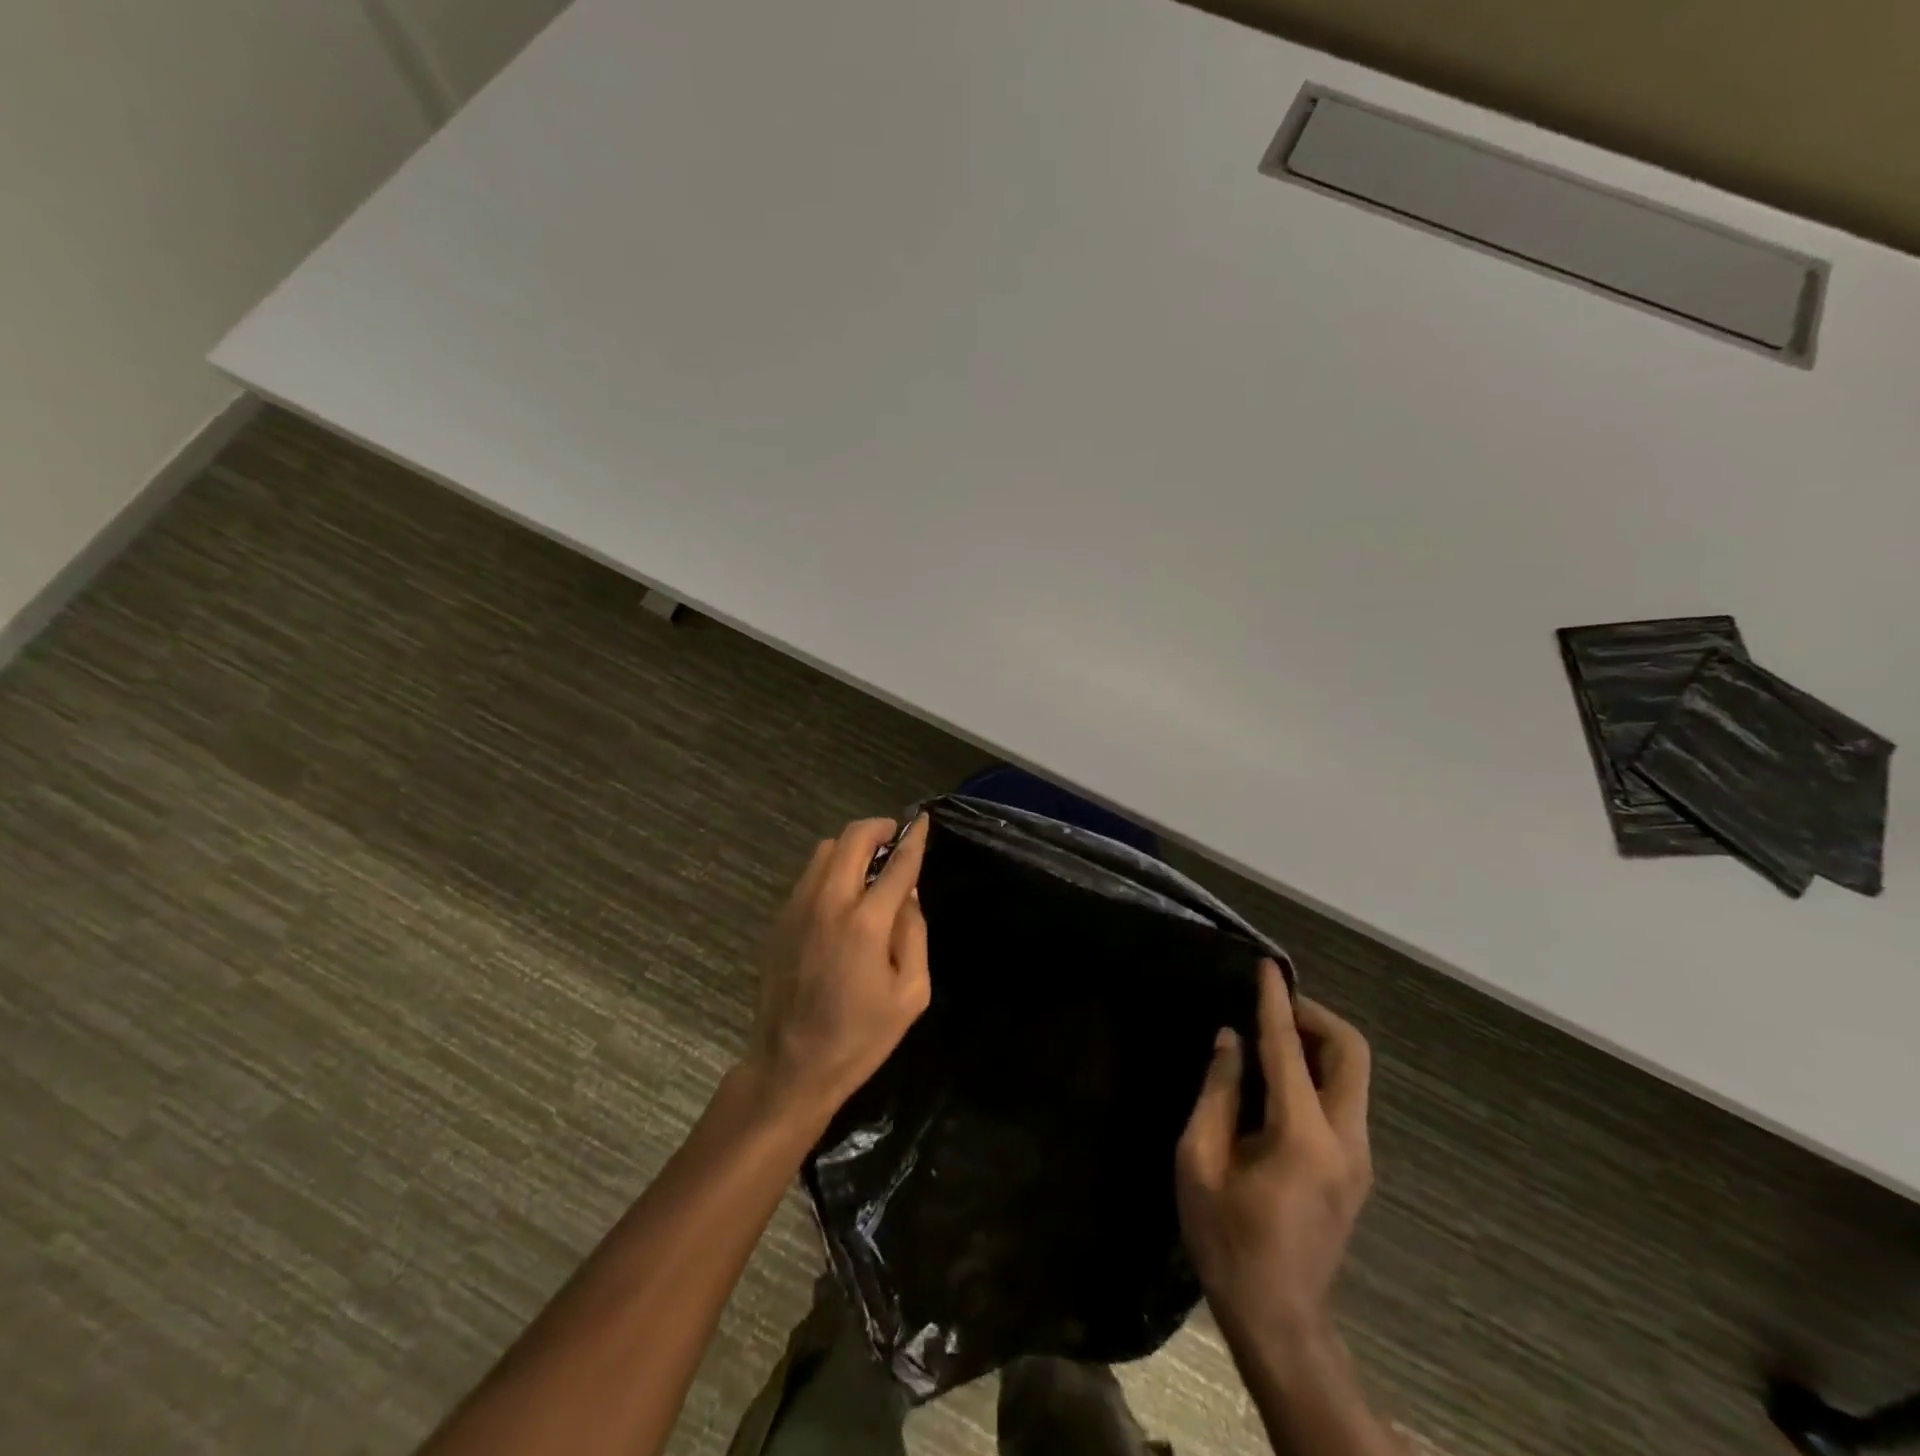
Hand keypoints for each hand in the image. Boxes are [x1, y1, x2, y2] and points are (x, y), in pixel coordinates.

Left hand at [741, 815, 931, 1128]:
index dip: (914, 838)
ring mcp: (797, 908)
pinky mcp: (779, 920)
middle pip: (852, 838)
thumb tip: (908, 894)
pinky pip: (808, 876)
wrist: (791, 1067)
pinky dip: (830, 871)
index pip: (896, 863)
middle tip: (894, 839)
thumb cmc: (860, 1037)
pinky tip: (841, 899)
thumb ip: (915, 934)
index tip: (923, 820)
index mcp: (866, 923)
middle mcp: (828, 903)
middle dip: (878, 828)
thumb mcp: (911, 994)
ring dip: (851, 848)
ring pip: (824, 851)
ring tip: (868, 869)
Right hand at [1176, 960, 1373, 1353]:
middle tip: (1272, 1006)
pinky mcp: (1356, 1168)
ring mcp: (1358, 1156)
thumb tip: (1231, 1041)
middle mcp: (1344, 1139)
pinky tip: (1278, 1079)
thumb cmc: (1226, 1238)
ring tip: (1269, 1035)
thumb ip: (1217, 1093)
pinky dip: (1318, 1070)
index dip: (1276, 1001)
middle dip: (1315, 1016)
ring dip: (1317, 1042)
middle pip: (1351, 1052)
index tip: (1268, 966)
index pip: (1289, 1048)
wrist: (1278, 1317)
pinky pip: (1344, 1097)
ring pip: (1353, 1074)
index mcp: (1301, 1135)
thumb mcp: (1198, 1160)